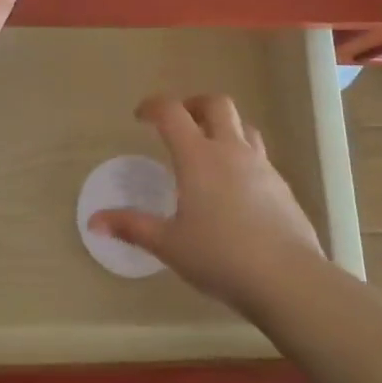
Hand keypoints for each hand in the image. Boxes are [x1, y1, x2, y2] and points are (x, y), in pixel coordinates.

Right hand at [91, 93, 324, 312]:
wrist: (287, 278)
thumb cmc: (220, 257)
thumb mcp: (169, 244)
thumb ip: (132, 227)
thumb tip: (94, 222)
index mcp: (197, 156)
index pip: (172, 112)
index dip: (153, 106)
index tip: (140, 116)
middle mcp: (230, 150)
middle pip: (215, 104)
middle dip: (194, 104)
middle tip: (180, 122)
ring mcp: (261, 166)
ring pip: (243, 126)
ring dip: (224, 127)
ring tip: (210, 150)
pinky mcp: (282, 186)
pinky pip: (259, 157)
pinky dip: (243, 158)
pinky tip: (237, 189)